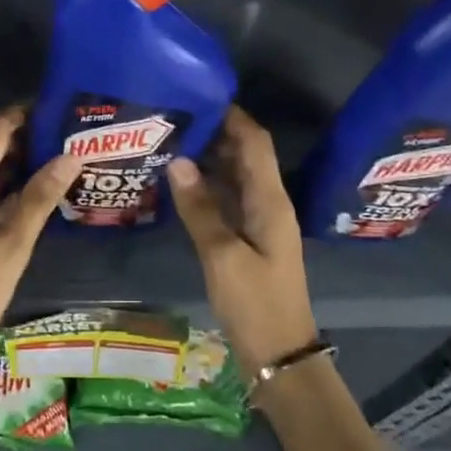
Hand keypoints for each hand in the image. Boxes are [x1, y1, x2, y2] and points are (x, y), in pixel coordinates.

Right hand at [167, 106, 318, 373]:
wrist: (279, 356)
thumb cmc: (255, 304)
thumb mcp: (222, 255)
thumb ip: (200, 208)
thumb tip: (178, 161)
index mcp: (270, 200)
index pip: (255, 142)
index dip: (233, 115)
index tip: (199, 94)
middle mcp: (268, 203)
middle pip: (244, 154)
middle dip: (215, 132)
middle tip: (174, 116)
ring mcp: (258, 222)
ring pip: (234, 176)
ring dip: (209, 158)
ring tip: (171, 140)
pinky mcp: (247, 239)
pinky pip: (227, 199)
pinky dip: (206, 185)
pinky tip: (179, 183)